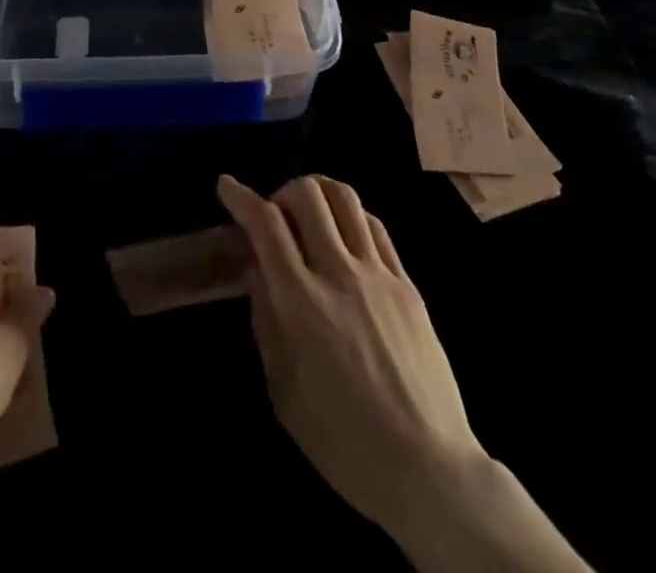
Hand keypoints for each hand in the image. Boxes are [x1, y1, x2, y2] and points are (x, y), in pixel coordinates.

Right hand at [219, 175, 590, 572]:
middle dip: (282, 192)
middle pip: (308, 193)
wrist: (429, 468)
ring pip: (345, 198)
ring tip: (310, 217)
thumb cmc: (343, 440)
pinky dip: (351, 216)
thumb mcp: (283, 390)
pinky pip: (376, 226)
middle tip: (275, 216)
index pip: (266, 223)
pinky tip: (345, 237)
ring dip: (319, 194)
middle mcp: (339, 273)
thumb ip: (266, 320)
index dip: (241, 196)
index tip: (227, 186)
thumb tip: (258, 271)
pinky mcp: (407, 283)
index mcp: (301, 302)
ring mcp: (378, 274)